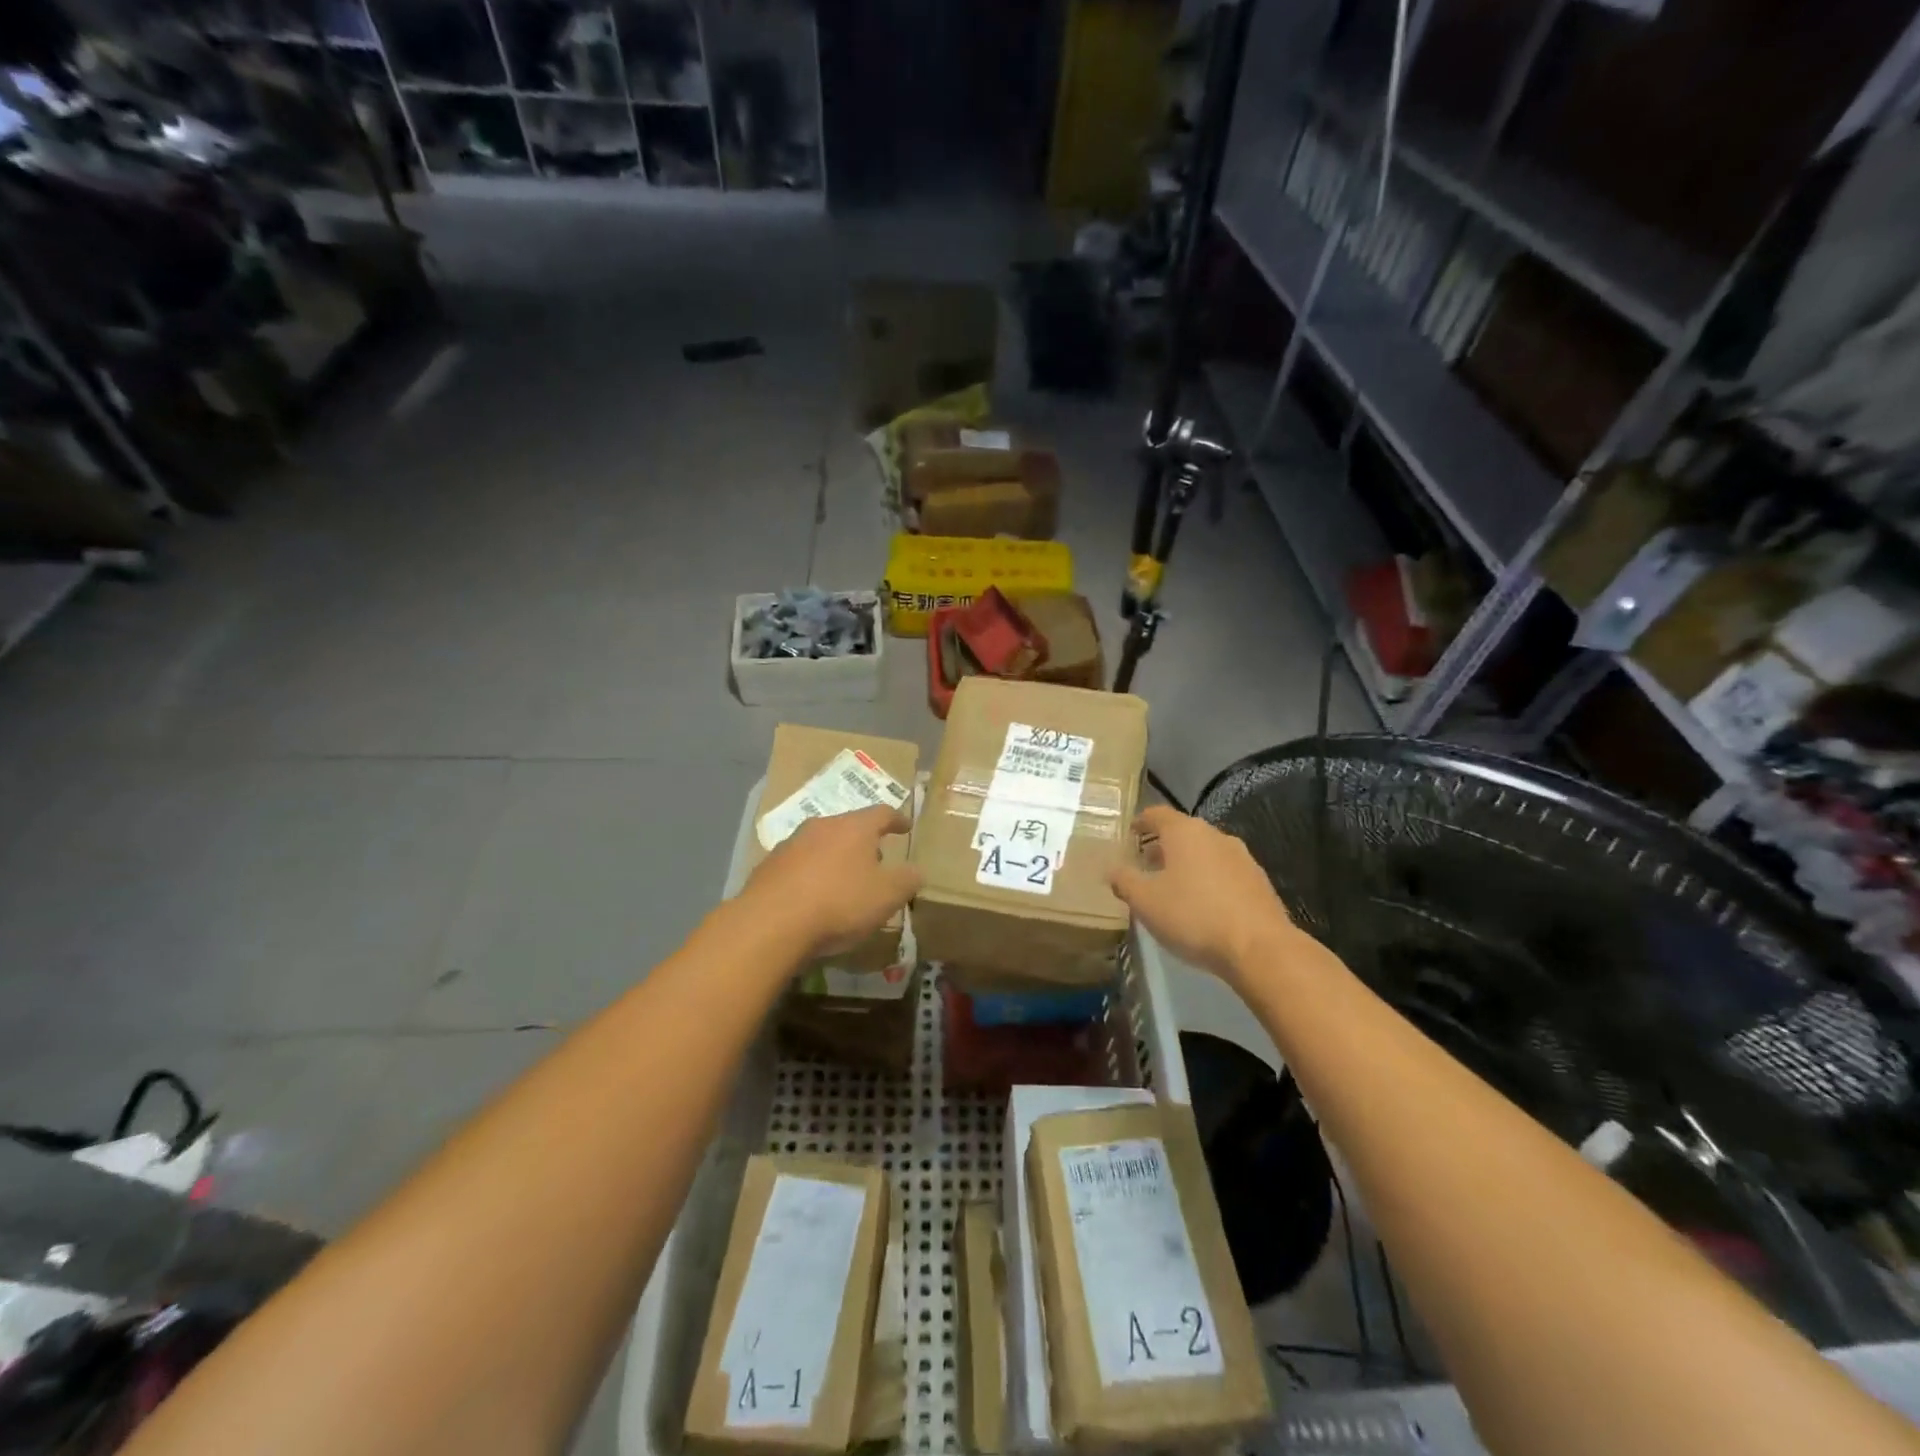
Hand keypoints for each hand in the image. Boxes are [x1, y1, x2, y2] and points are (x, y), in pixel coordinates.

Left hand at [740, 805, 922, 962]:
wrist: (771, 923)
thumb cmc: (840, 903)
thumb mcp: (887, 896)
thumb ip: (907, 880)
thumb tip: (916, 870)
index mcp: (854, 827)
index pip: (882, 813)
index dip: (897, 820)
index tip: (906, 826)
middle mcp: (821, 826)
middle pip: (849, 827)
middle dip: (864, 842)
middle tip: (876, 862)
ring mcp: (791, 844)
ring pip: (821, 844)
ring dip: (835, 858)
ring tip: (844, 882)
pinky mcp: (768, 866)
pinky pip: (798, 865)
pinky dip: (811, 875)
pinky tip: (813, 897)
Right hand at [1108, 806, 1297, 983]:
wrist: (1260, 948)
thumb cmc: (1193, 916)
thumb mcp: (1145, 901)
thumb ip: (1124, 881)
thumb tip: (1112, 870)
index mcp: (1185, 832)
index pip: (1157, 814)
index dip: (1140, 822)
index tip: (1130, 835)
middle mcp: (1215, 836)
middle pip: (1183, 832)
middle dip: (1163, 846)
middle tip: (1146, 865)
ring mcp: (1242, 858)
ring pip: (1206, 852)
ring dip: (1187, 864)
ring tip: (1172, 888)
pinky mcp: (1259, 882)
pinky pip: (1225, 873)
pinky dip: (1209, 881)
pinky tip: (1203, 905)